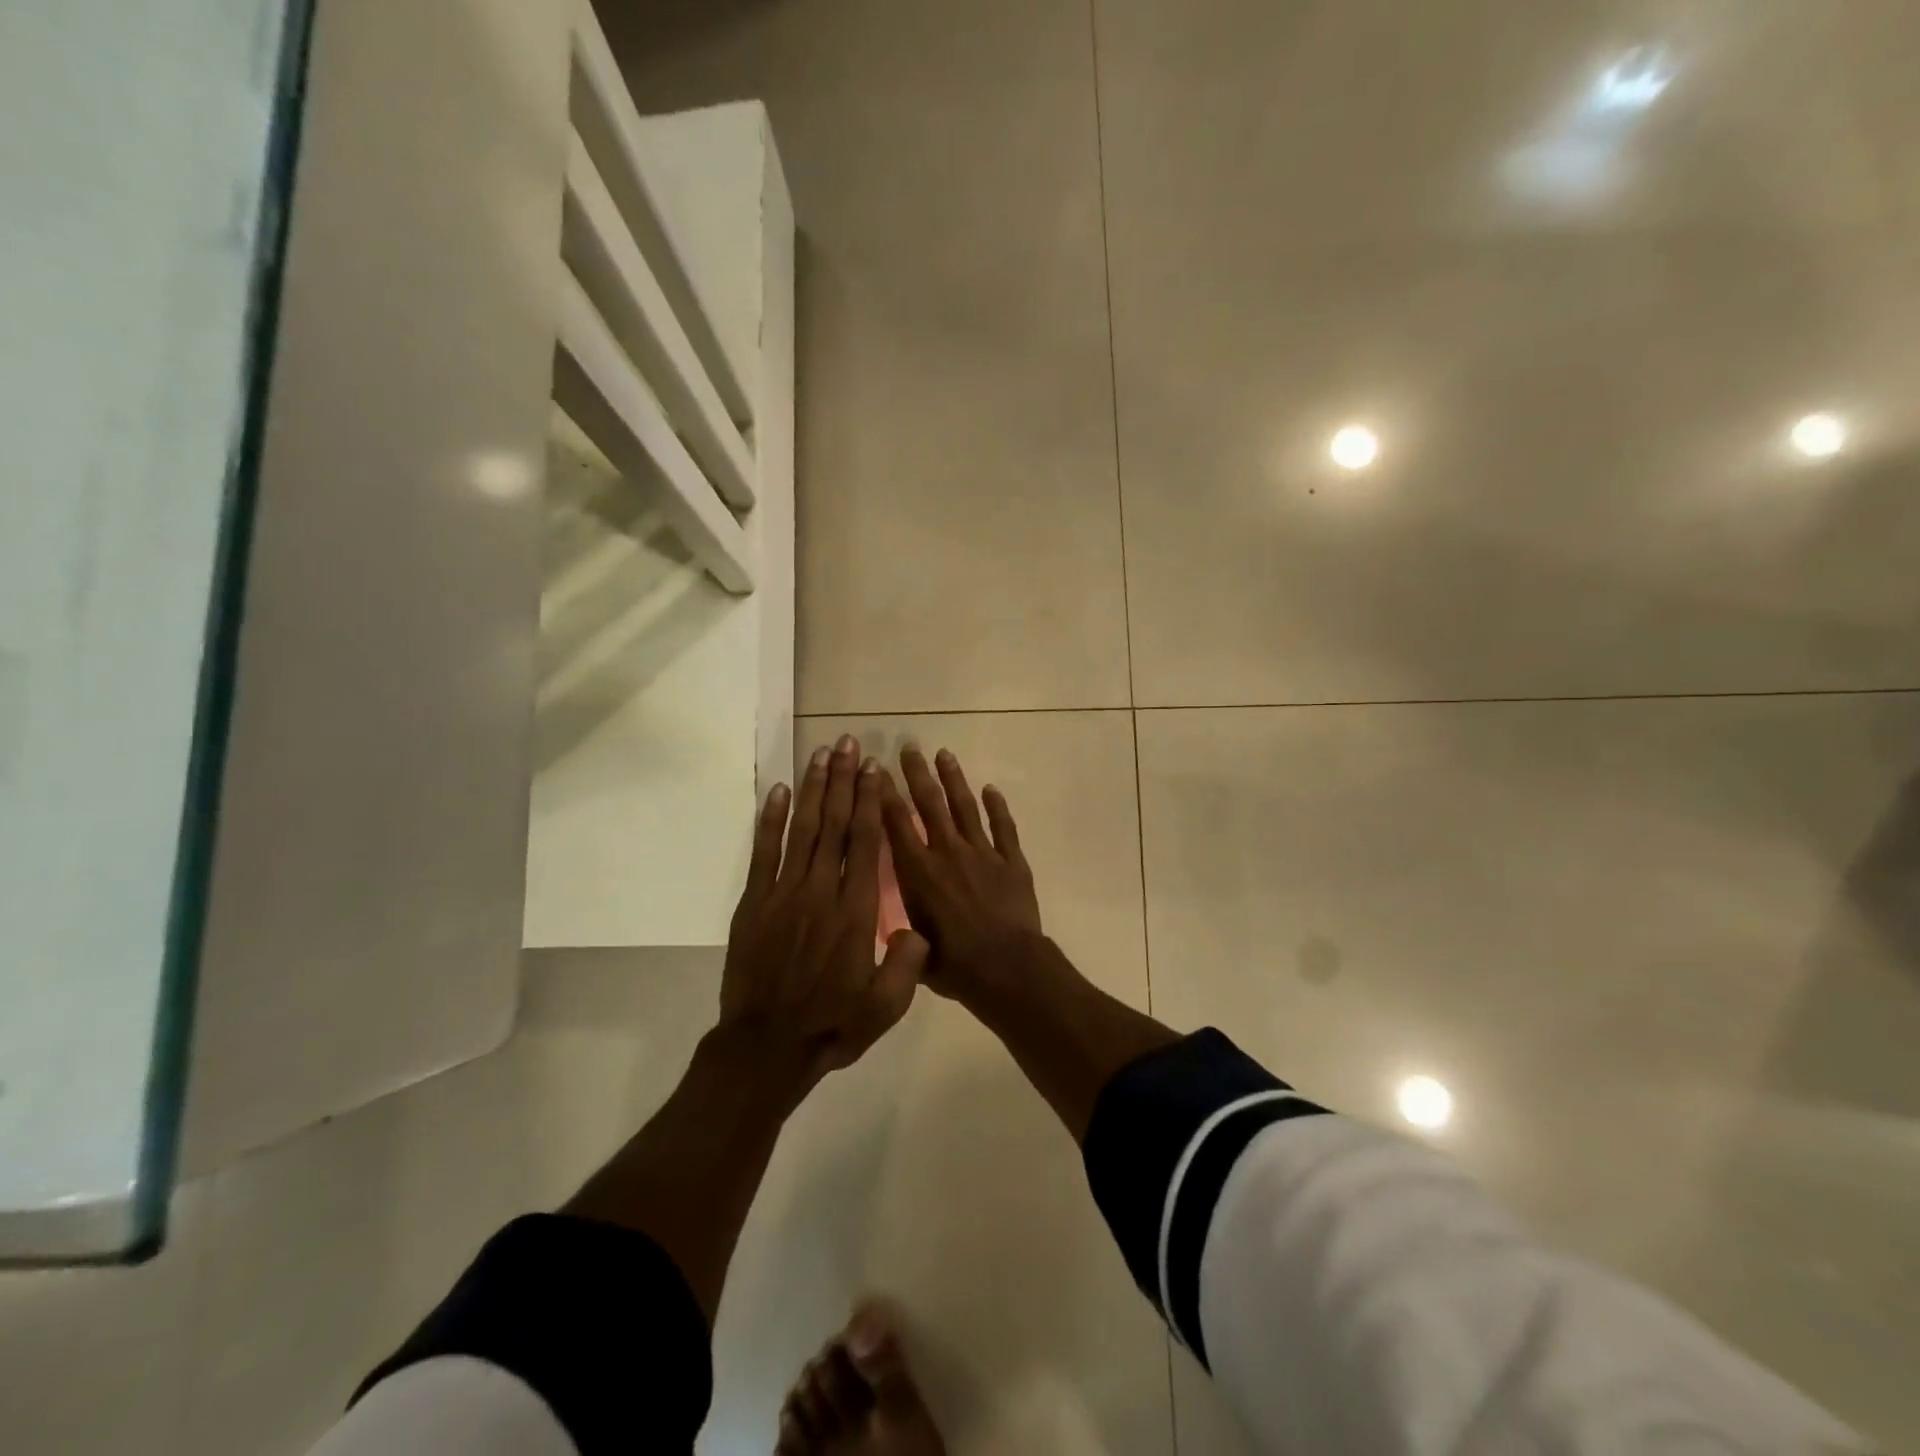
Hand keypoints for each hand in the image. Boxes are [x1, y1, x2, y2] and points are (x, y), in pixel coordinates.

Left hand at [721, 736, 928, 1093]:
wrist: (766, 1048)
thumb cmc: (832, 1025)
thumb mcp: (886, 1006)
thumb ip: (908, 963)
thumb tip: (918, 927)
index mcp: (856, 911)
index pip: (866, 843)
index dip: (871, 802)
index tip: (874, 769)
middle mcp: (822, 891)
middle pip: (835, 824)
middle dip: (843, 781)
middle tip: (847, 743)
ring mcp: (783, 894)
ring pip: (802, 830)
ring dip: (812, 789)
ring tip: (819, 754)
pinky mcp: (754, 903)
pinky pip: (763, 852)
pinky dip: (769, 820)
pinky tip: (777, 792)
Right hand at [880, 743, 1042, 1004]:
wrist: (1008, 970)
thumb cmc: (956, 966)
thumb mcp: (914, 949)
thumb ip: (901, 929)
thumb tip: (891, 925)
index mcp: (919, 873)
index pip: (897, 824)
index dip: (885, 795)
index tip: (878, 770)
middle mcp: (948, 853)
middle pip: (931, 804)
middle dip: (918, 774)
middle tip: (910, 747)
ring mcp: (983, 854)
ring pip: (966, 807)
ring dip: (954, 779)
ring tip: (944, 754)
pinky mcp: (1012, 862)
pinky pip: (1003, 828)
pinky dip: (998, 808)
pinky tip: (992, 789)